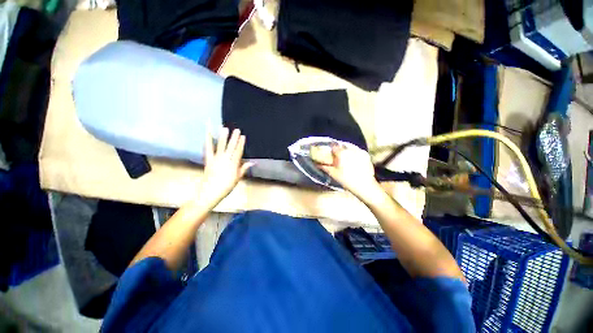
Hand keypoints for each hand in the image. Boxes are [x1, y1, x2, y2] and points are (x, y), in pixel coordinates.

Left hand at [196, 128, 252, 207]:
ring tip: (224, 128)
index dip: (241, 144)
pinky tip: (207, 134)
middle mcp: (225, 159)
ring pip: (220, 145)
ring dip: (223, 137)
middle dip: (234, 138)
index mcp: (233, 164)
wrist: (210, 192)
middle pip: (231, 147)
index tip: (243, 136)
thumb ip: (244, 168)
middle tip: (237, 130)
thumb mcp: (237, 178)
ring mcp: (216, 159)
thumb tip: (253, 162)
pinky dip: (207, 141)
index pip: (238, 151)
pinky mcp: (208, 159)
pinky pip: (208, 149)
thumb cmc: (226, 186)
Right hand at [313, 144, 381, 199]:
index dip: (331, 150)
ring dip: (347, 151)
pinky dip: (354, 154)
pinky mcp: (366, 155)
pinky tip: (354, 161)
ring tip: (346, 159)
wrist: (364, 186)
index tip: (330, 154)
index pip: (334, 147)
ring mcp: (359, 151)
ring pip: (350, 148)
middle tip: (338, 158)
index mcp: (342, 153)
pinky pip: (357, 151)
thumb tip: (317, 164)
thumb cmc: (346, 180)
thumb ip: (324, 167)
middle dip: (339, 151)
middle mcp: (351, 149)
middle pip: (342, 147)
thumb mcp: (333, 174)